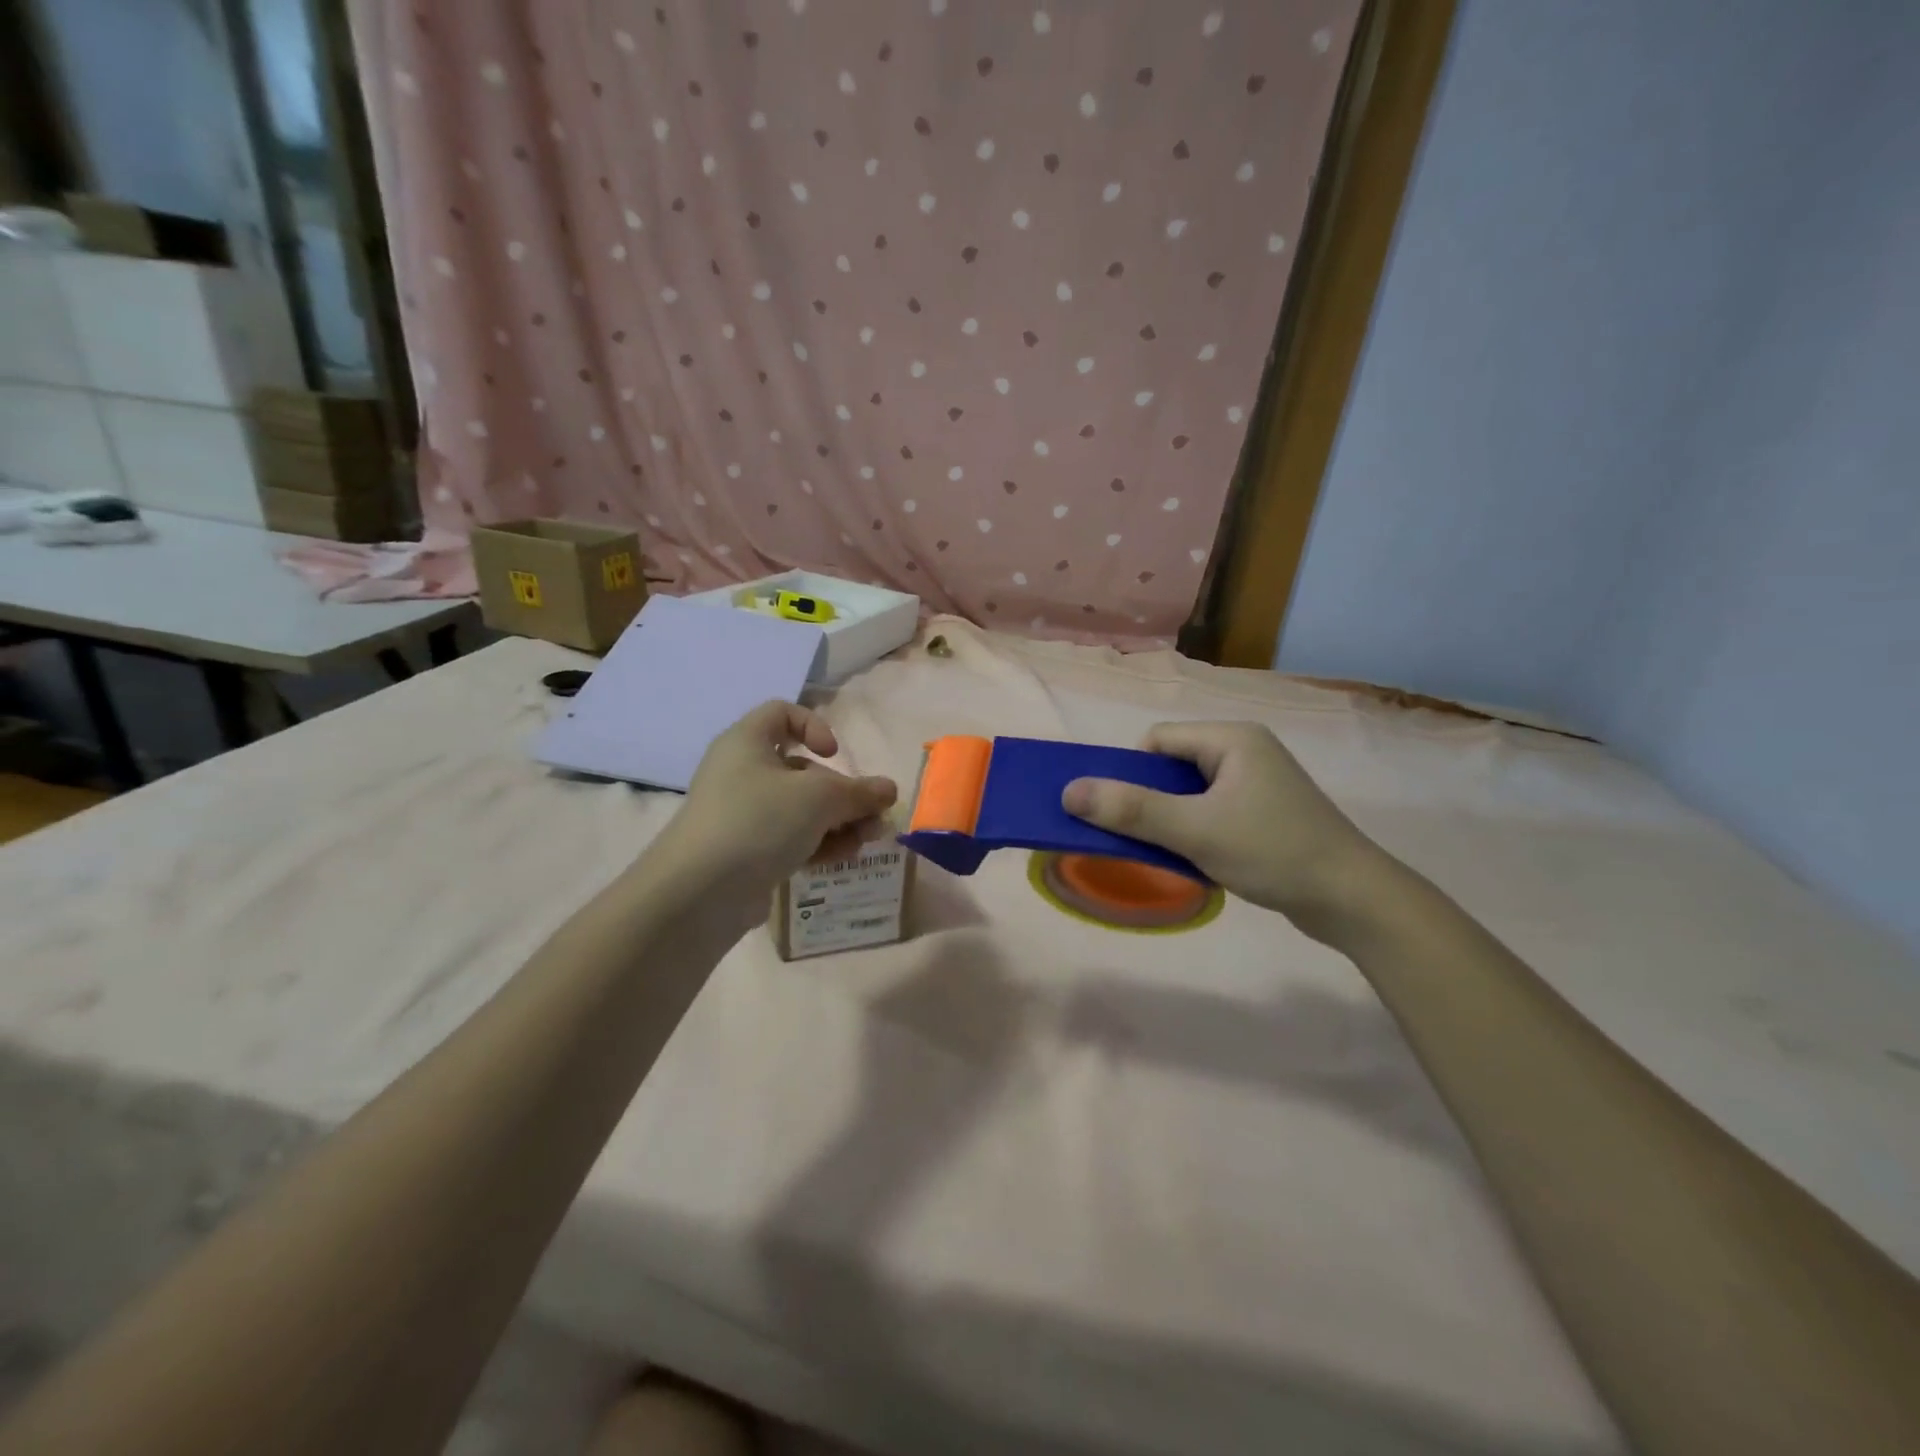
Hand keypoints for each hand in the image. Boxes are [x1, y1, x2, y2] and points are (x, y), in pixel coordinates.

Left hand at [655, 702, 897, 895]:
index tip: (834, 755)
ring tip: (866, 841)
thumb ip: (859, 792)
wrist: (698, 893)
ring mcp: (743, 815)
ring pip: (801, 808)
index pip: (781, 713)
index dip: (814, 726)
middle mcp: (742, 773)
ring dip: (839, 821)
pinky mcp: (747, 852)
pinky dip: (818, 842)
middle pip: (802, 770)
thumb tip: (889, 790)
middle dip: (844, 792)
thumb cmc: (758, 821)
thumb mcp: (819, 799)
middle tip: (873, 817)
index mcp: (747, 742)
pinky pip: (790, 837)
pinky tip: (844, 857)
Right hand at [1062, 721, 1394, 939]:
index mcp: (1231, 738)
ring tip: (1171, 852)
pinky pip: (1212, 810)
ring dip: (1172, 820)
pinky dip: (1195, 832)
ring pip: (1190, 792)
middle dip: (1150, 801)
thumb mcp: (1195, 830)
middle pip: (1172, 766)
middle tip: (1142, 837)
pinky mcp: (1266, 811)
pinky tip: (1199, 860)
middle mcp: (1245, 750)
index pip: (1158, 740)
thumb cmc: (1273, 852)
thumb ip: (1131, 810)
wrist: (1353, 900)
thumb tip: (1068, 792)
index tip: (1124, 815)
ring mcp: (1258, 782)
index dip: (1132, 774)